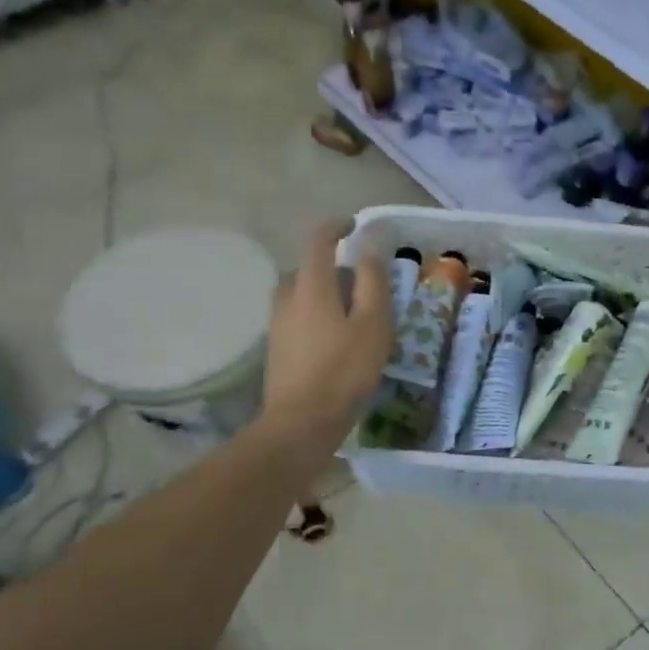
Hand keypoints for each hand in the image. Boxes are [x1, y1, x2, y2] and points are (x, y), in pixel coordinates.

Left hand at [261, 221, 392, 440]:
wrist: (301, 423)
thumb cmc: (344, 371)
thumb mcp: (372, 323)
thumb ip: (372, 279)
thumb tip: (370, 240)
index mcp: (311, 286)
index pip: (318, 239)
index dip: (337, 226)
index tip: (355, 225)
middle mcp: (287, 298)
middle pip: (308, 268)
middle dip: (334, 267)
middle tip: (364, 285)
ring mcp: (277, 324)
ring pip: (301, 294)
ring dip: (324, 293)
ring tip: (352, 315)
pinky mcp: (276, 348)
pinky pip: (297, 317)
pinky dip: (316, 315)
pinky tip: (334, 341)